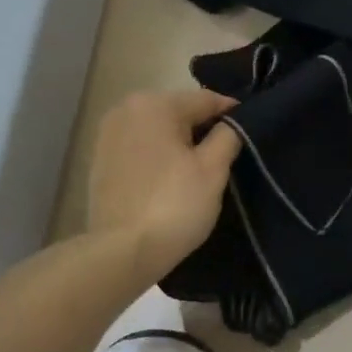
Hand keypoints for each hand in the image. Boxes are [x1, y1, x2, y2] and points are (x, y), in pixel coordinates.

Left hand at [89, 88, 242, 280]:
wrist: (123, 252)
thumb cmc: (174, 205)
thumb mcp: (213, 169)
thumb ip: (229, 135)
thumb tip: (233, 122)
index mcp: (155, 104)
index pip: (207, 100)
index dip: (234, 115)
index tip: (251, 133)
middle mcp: (126, 109)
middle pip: (179, 112)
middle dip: (203, 129)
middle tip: (227, 156)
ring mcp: (107, 135)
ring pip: (158, 131)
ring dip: (179, 144)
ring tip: (199, 171)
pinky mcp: (99, 161)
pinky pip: (140, 149)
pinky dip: (157, 157)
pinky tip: (170, 180)